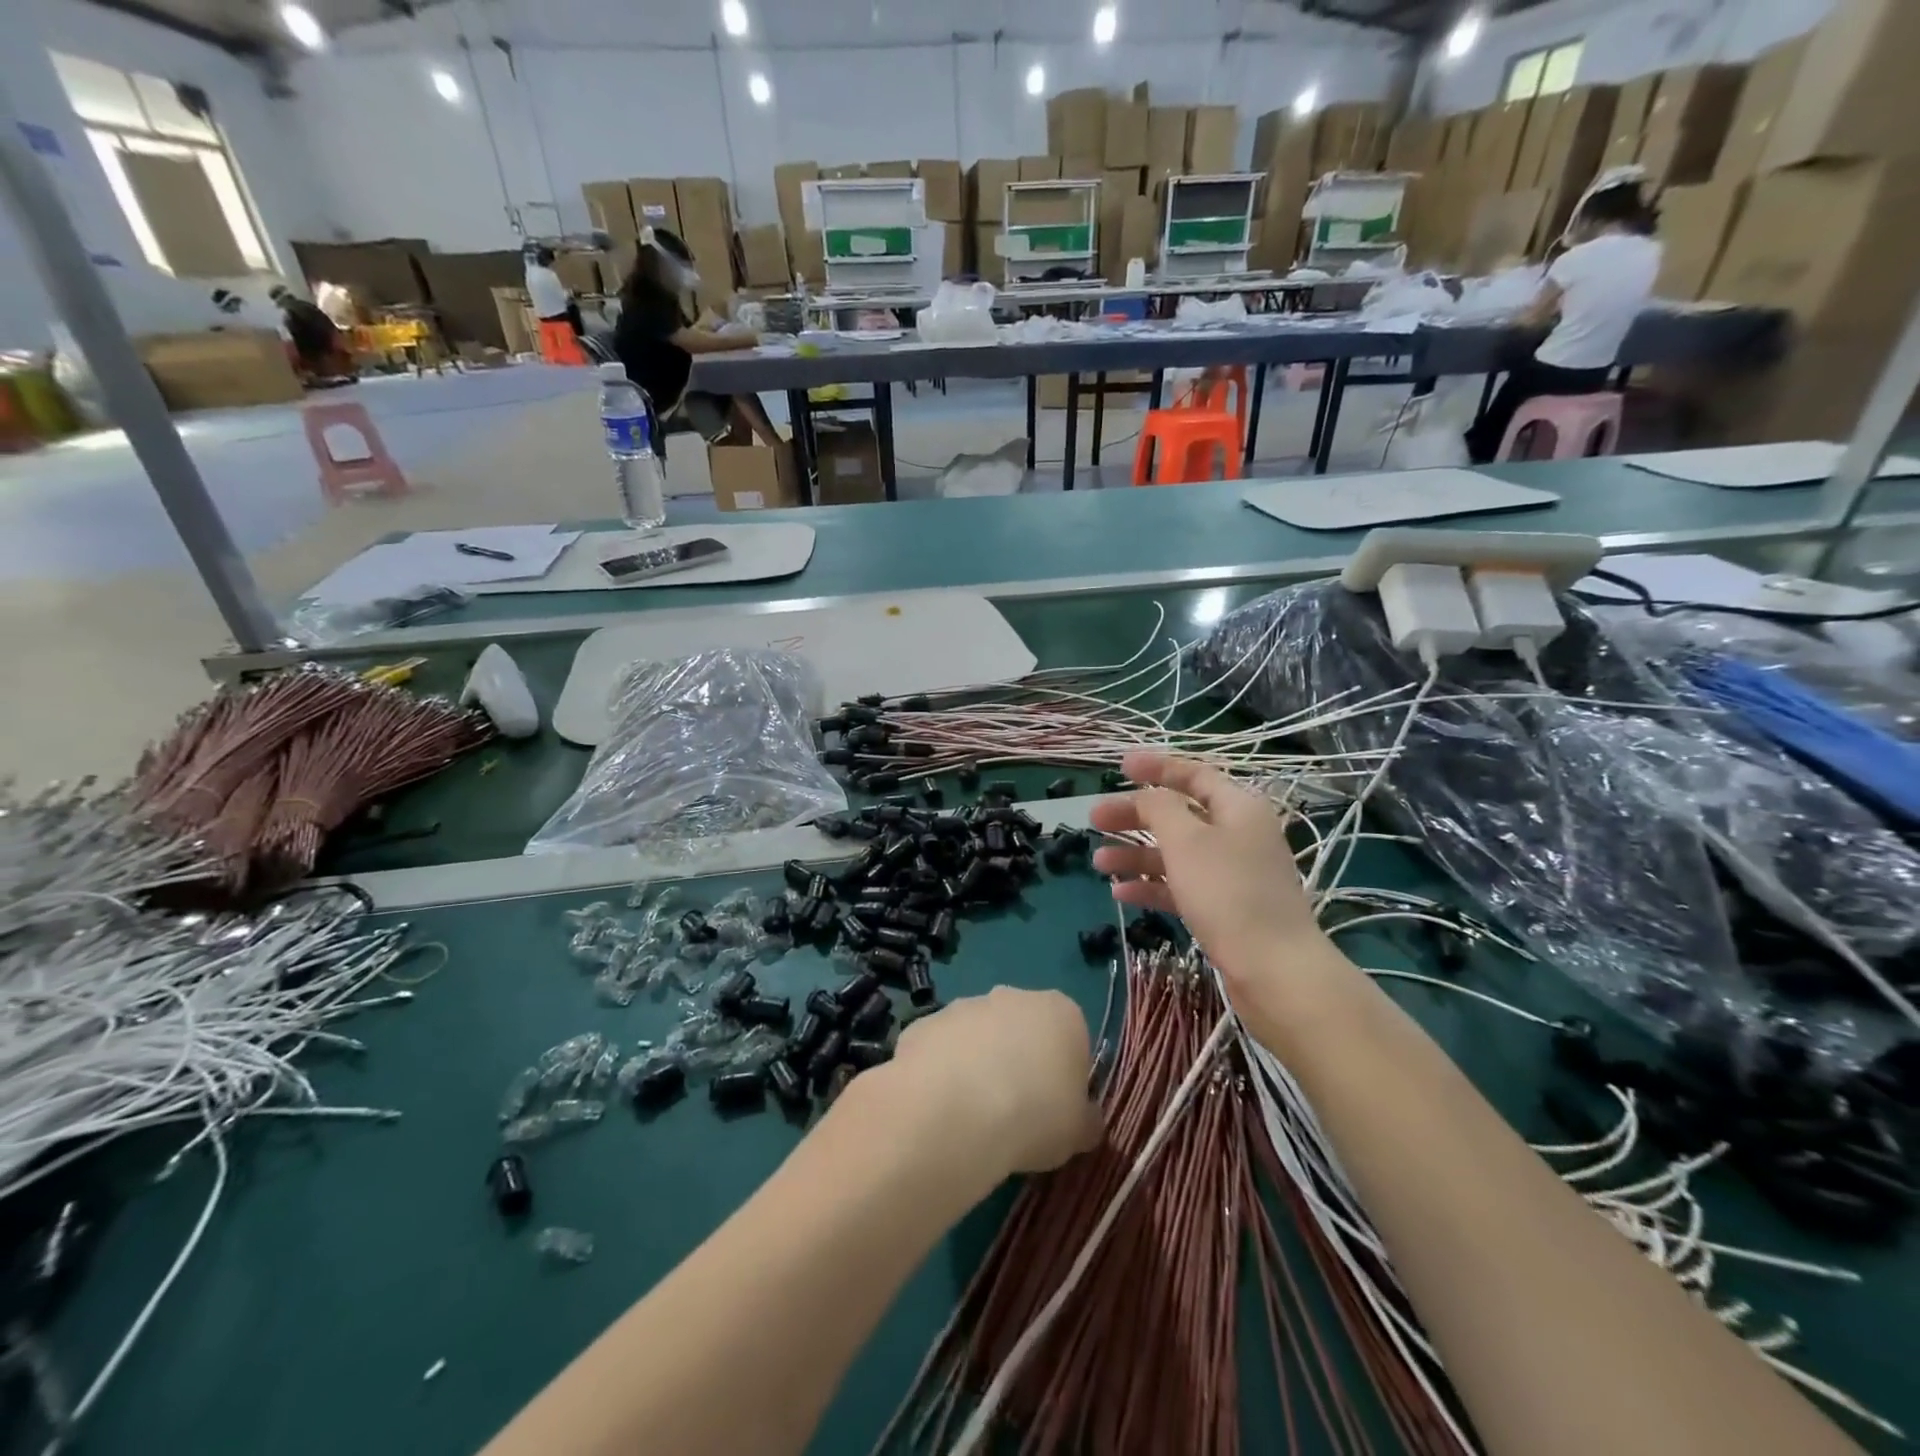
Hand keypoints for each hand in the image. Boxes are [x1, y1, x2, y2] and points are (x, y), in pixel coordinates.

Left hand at [890, 988, 1101, 1174]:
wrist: (954, 1110)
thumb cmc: (1033, 1115)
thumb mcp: (1079, 1132)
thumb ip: (1085, 1120)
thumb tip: (1084, 1121)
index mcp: (1061, 1013)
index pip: (1072, 1037)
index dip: (1065, 1075)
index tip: (1057, 1110)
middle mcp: (1013, 996)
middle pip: (1023, 1029)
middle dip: (1019, 1062)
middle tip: (1016, 1114)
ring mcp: (965, 1005)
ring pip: (979, 1037)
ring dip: (978, 1066)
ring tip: (973, 1117)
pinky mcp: (925, 1022)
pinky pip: (941, 1050)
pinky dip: (942, 1073)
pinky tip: (941, 1109)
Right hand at [1088, 752, 1341, 1002]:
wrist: (1274, 971)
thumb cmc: (1228, 893)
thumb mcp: (1187, 840)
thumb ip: (1160, 808)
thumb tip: (1146, 795)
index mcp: (1238, 808)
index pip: (1194, 774)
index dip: (1157, 767)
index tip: (1120, 767)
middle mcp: (1238, 834)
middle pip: (1178, 815)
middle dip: (1135, 815)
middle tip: (1094, 820)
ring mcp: (1232, 874)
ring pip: (1176, 853)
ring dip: (1136, 853)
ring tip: (1098, 862)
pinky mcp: (1225, 909)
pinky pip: (1181, 886)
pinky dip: (1151, 885)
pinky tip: (1121, 893)